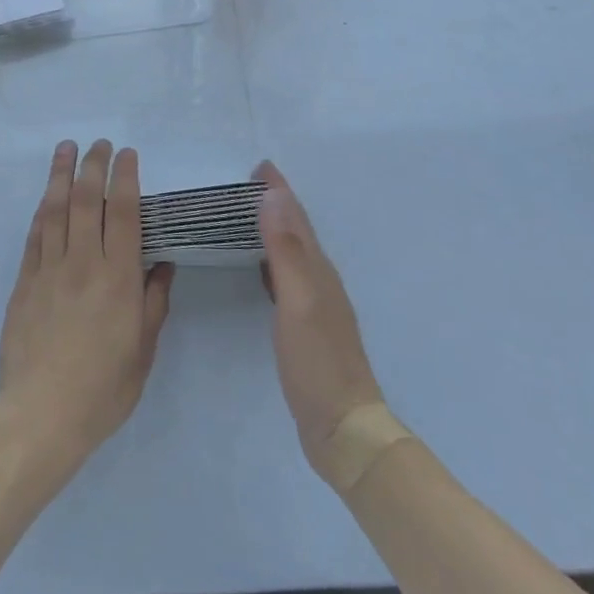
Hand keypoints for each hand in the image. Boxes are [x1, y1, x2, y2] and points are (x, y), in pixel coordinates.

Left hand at [0, 140, 174, 471]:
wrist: (40, 415)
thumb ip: (153, 303)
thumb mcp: (143, 351)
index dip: (126, 178)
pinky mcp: (24, 282)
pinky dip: (43, 210)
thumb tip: (162, 265)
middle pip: (88, 200)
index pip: (125, 213)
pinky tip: (47, 195)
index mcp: (119, 278)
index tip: (127, 153)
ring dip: (62, 174)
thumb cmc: (103, 389)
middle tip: (98, 143)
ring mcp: (49, 269)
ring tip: (66, 148)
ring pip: (56, 209)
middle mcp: (84, 263)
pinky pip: (35, 235)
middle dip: (94, 165)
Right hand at [256, 162, 385, 487]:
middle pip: (297, 231)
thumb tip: (272, 197)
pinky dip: (272, 260)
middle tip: (248, 185)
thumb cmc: (318, 362)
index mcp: (318, 270)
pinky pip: (286, 277)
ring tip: (249, 215)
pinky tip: (260, 268)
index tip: (259, 166)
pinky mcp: (307, 327)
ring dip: (275, 229)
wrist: (345, 428)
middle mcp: (320, 280)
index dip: (279, 191)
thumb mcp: (298, 302)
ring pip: (293, 253)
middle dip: (276, 203)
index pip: (296, 218)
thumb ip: (285, 250)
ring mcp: (316, 304)